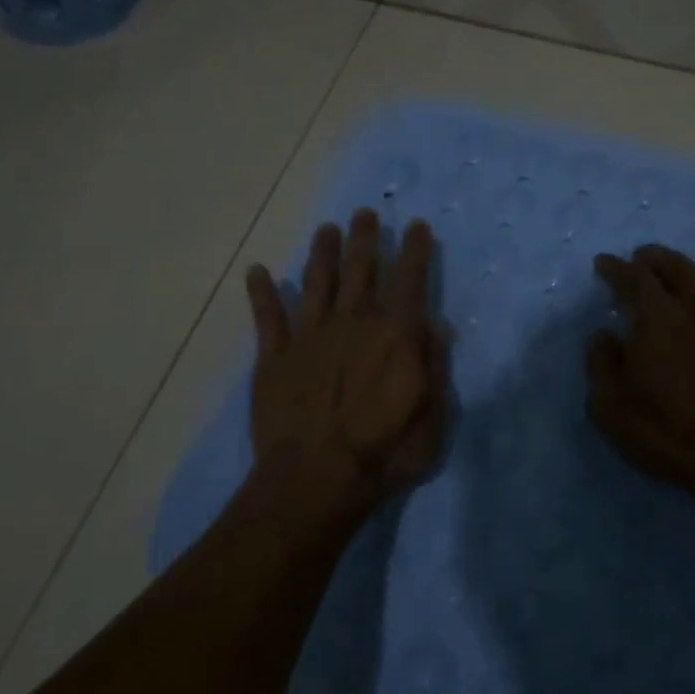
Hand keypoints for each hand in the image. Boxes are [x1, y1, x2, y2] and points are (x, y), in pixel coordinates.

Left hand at [244, 209, 448, 519]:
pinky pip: (267, 316)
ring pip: (317, 281)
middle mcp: (353, 323)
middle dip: (365, 238)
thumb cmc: (383, 453)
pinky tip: (257, 271)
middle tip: (365, 213)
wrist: (314, 479)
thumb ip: (434, 366)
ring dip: (322, 253)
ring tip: (326, 229)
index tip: (417, 226)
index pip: (410, 280)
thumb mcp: (432, 418)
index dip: (415, 250)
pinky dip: (261, 292)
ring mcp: (310, 336)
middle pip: (361, 269)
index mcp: (395, 335)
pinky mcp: (274, 357)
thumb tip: (437, 326)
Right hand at [587, 245, 694, 504]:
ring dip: (689, 269)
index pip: (634, 277)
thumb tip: (604, 335)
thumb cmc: (666, 430)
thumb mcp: (609, 405)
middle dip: (654, 258)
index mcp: (657, 316)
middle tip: (640, 259)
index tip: (604, 263)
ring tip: (678, 276)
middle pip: (677, 266)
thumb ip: (601, 363)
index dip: (616, 268)